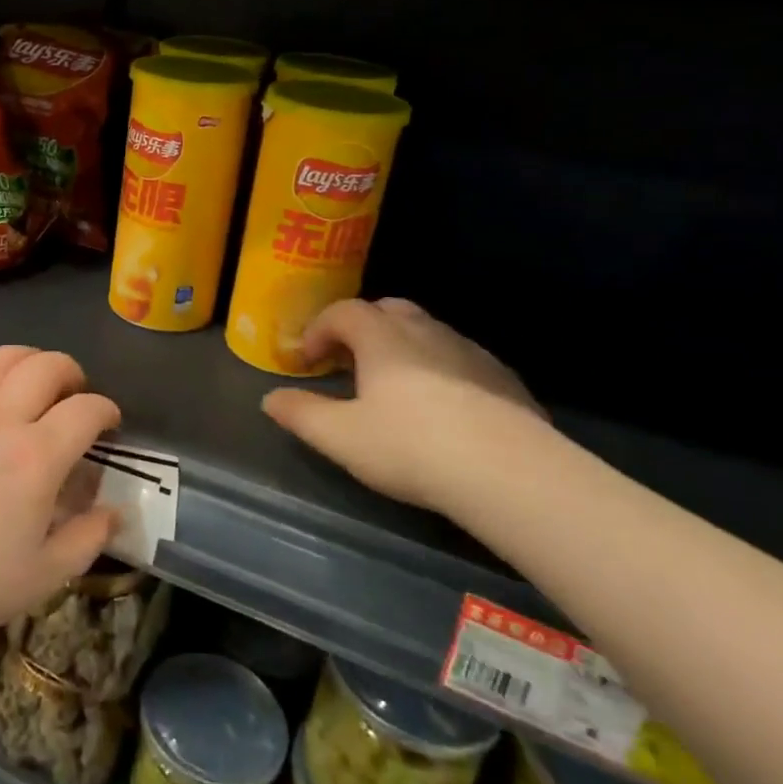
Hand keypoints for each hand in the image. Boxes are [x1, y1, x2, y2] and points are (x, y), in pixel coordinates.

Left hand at [0, 346, 120, 650]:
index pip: (86, 409)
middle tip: (76, 397)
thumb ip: (89, 538)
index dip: (107, 411)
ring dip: (31, 362)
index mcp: (36, 457)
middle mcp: (0, 419)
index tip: (110, 425)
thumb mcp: (45, 575)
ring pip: (4, 358)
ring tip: (37, 384)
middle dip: (73, 374)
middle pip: (47, 366)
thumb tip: (116, 512)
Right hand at [262, 298, 546, 514]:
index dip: (318, 330)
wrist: (512, 473)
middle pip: (387, 310)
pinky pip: (459, 360)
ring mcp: (470, 352)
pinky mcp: (504, 378)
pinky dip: (438, 369)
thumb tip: (270, 399)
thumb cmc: (411, 447)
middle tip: (348, 364)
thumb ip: (301, 414)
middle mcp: (426, 331)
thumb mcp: (340, 437)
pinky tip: (441, 409)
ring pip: (427, 333)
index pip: (343, 312)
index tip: (307, 360)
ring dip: (401, 348)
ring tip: (392, 388)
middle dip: (361, 329)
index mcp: (383, 337)